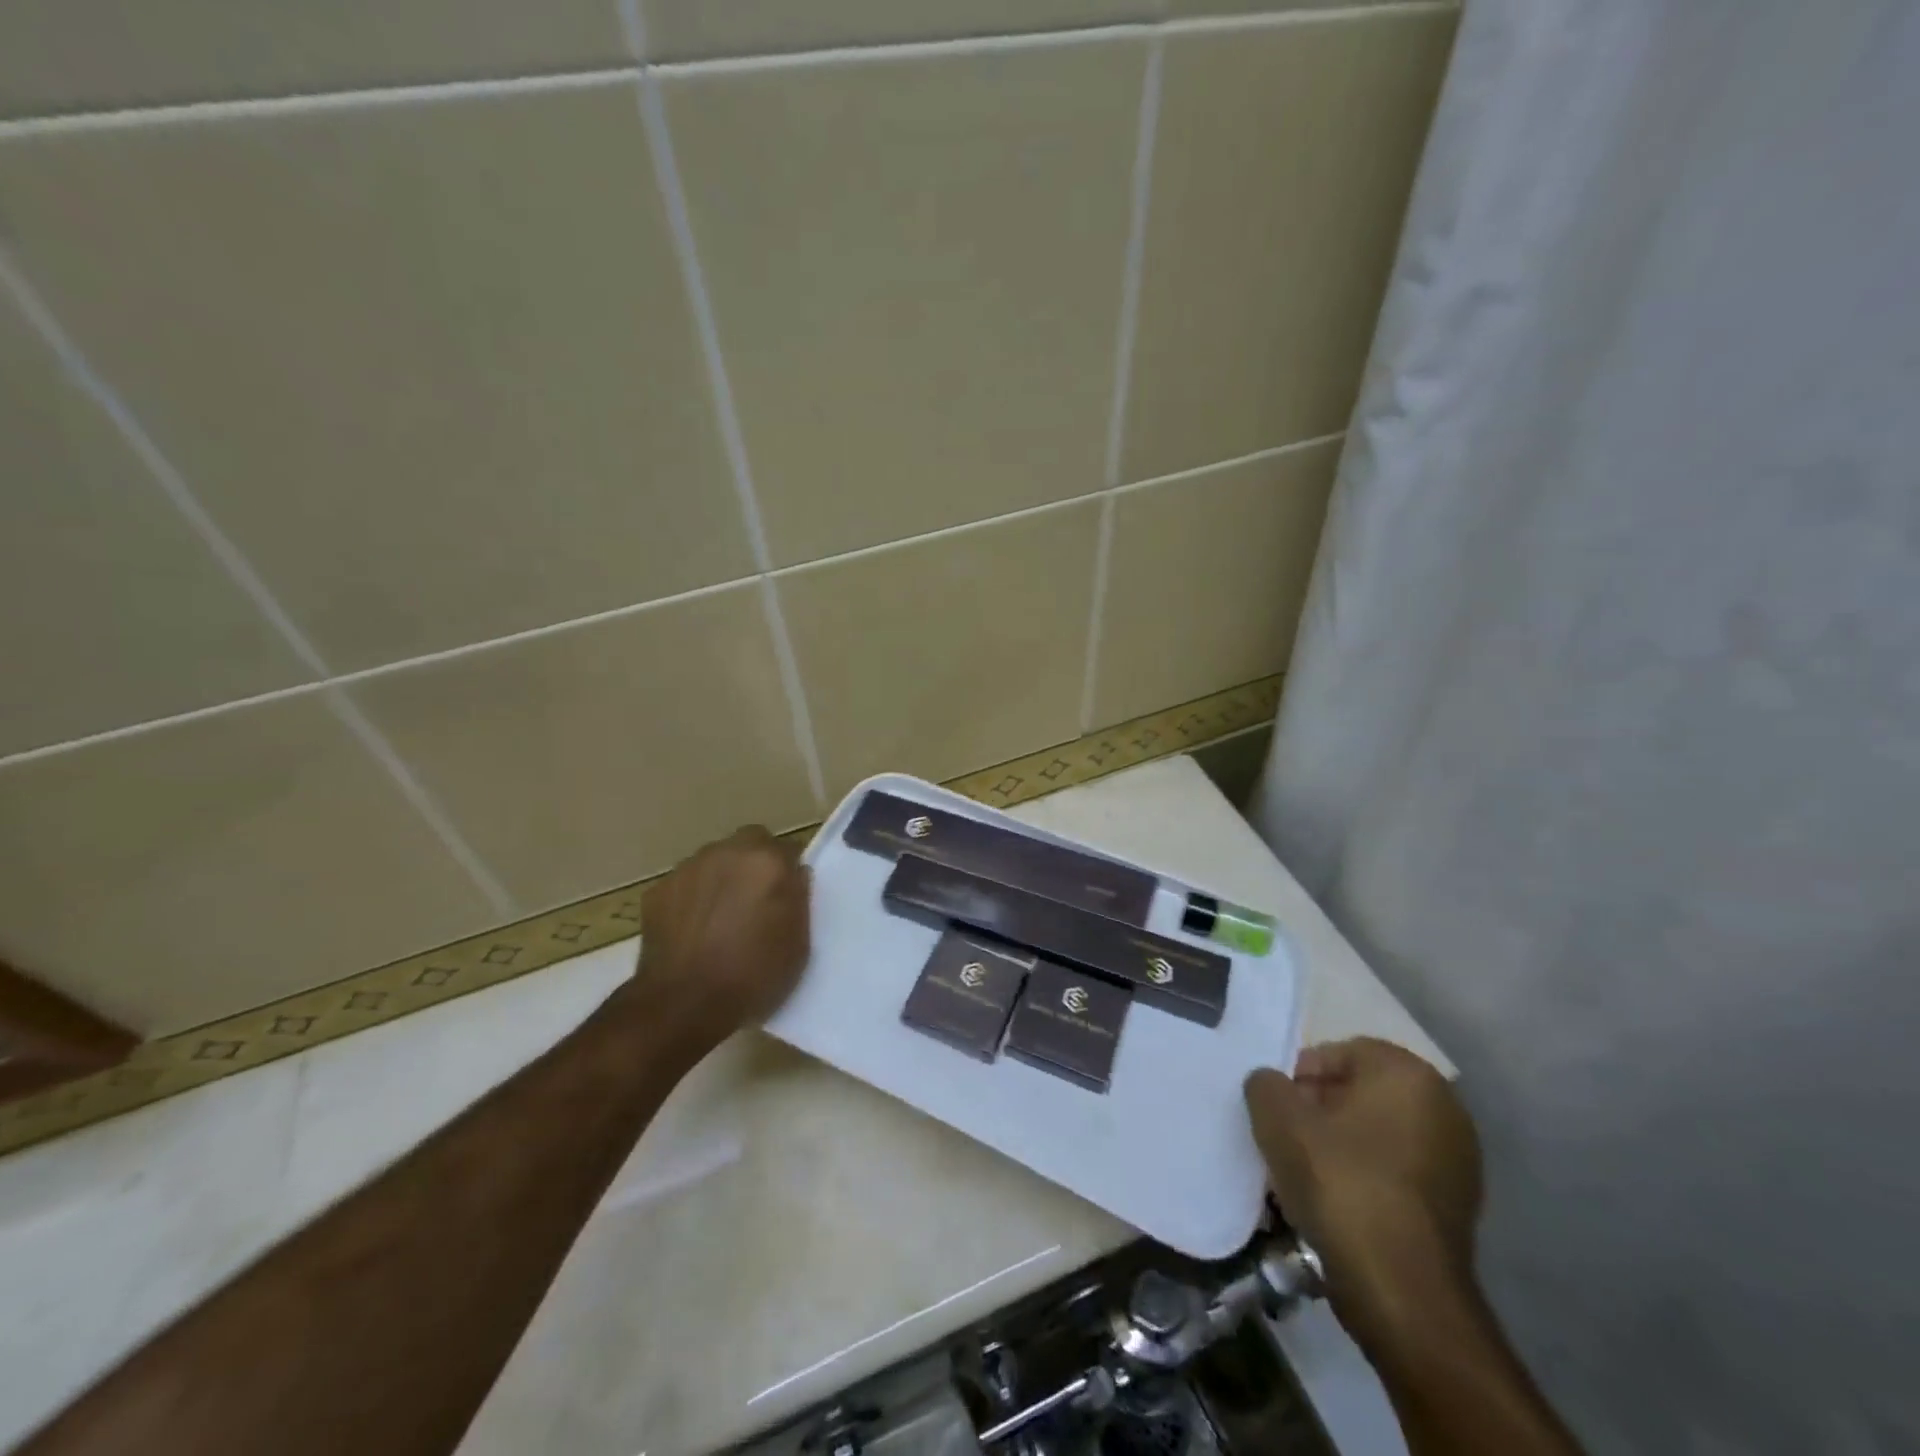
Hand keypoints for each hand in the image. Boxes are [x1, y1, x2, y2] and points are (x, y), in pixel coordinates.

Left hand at [626, 826, 810, 1044]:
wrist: (682, 1005)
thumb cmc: (752, 977)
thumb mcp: (797, 945)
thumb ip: (799, 900)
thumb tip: (795, 876)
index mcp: (768, 862)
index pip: (788, 850)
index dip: (788, 873)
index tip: (786, 896)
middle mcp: (728, 852)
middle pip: (749, 844)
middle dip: (755, 865)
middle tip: (755, 901)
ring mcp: (689, 868)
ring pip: (715, 861)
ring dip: (722, 878)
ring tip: (720, 918)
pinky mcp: (658, 890)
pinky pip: (686, 884)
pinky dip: (692, 898)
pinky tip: (692, 930)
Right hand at [1244, 1038, 1481, 1351]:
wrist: (1402, 1291)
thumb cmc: (1340, 1183)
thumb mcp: (1278, 1120)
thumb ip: (1266, 1085)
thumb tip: (1272, 1085)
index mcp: (1408, 1074)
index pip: (1341, 1052)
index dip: (1301, 1073)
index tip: (1277, 1104)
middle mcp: (1444, 1107)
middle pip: (1361, 1092)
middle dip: (1319, 1108)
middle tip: (1285, 1134)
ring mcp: (1457, 1160)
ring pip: (1377, 1134)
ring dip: (1339, 1144)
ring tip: (1302, 1171)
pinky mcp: (1457, 1207)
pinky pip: (1395, 1172)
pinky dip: (1363, 1176)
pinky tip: (1332, 1202)